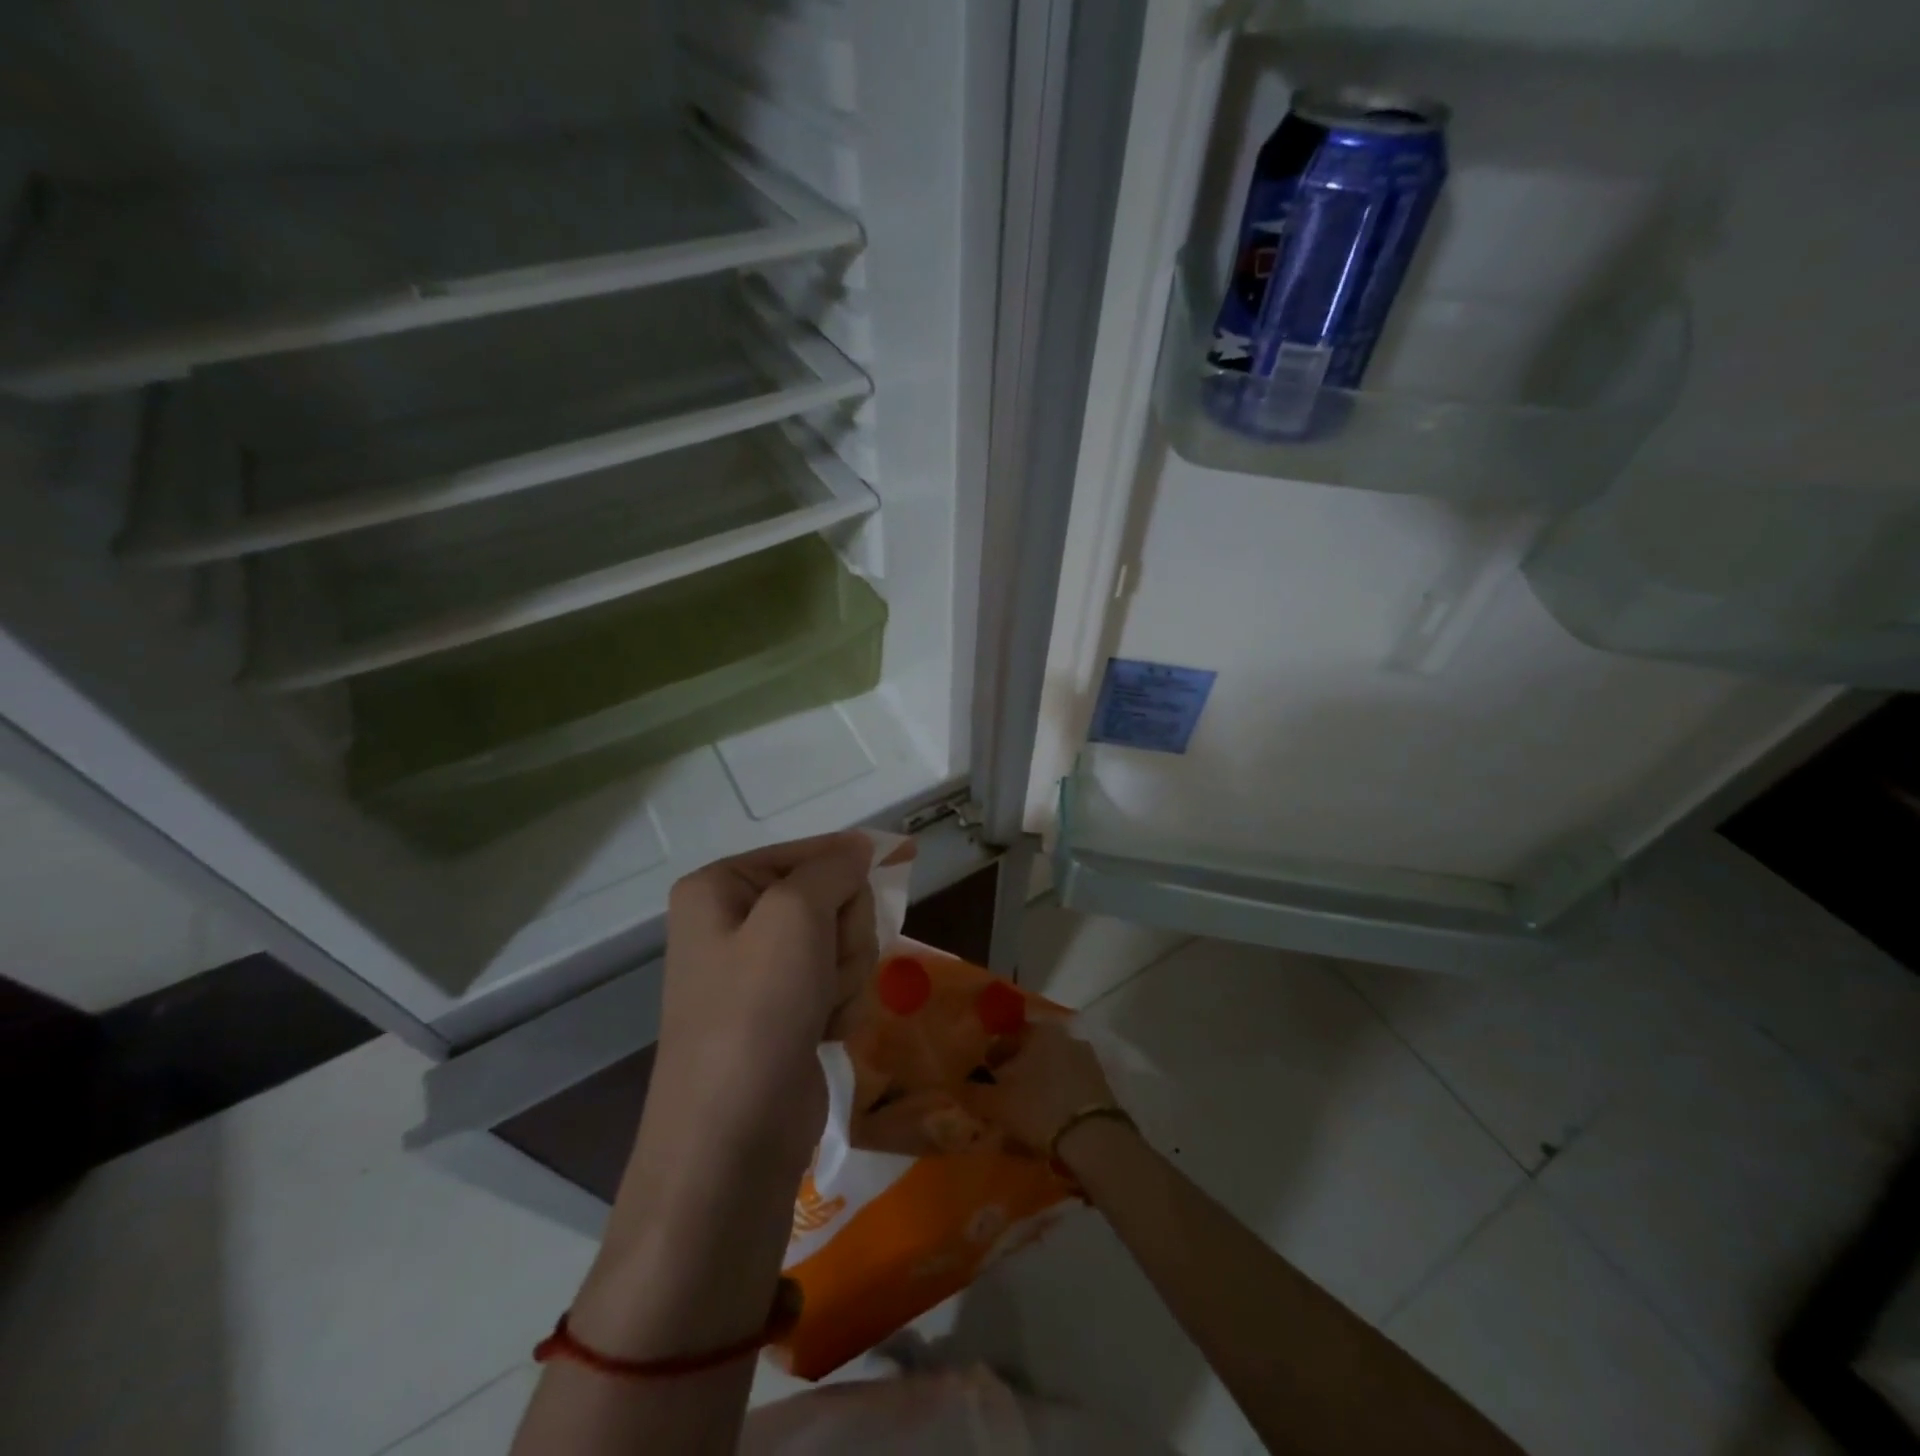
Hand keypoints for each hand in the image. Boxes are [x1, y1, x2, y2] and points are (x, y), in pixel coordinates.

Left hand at [649, 832, 877, 1169]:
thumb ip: (832, 869)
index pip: (806, 852)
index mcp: (720, 888)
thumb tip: (859, 846)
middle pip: (831, 898)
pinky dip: (842, 1004)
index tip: (905, 854)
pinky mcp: (787, 1012)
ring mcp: (762, 972)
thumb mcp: (794, 916)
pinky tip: (824, 1031)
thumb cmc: (756, 1010)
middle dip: (844, 933)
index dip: (852, 860)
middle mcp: (736, 923)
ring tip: (821, 1007)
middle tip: (826, 965)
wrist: (734, 1138)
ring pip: (843, 942)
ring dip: (846, 973)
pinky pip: (839, 982)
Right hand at [959, 1018, 1120, 1155]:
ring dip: (1035, 1084)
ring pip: (1049, 1068)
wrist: (1093, 1137)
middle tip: (1000, 1096)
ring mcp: (1085, 1057)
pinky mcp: (1100, 1082)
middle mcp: (1064, 1035)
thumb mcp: (997, 1102)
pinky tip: (1047, 1117)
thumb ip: (974, 1092)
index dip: (990, 1059)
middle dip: (1014, 1071)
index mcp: (1039, 1030)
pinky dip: (1054, 1095)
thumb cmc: (1039, 1107)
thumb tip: (959, 1086)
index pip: (1006, 1037)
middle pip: (1030, 1051)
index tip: (982, 1080)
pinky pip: (1067, 1084)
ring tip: (1023, 1111)